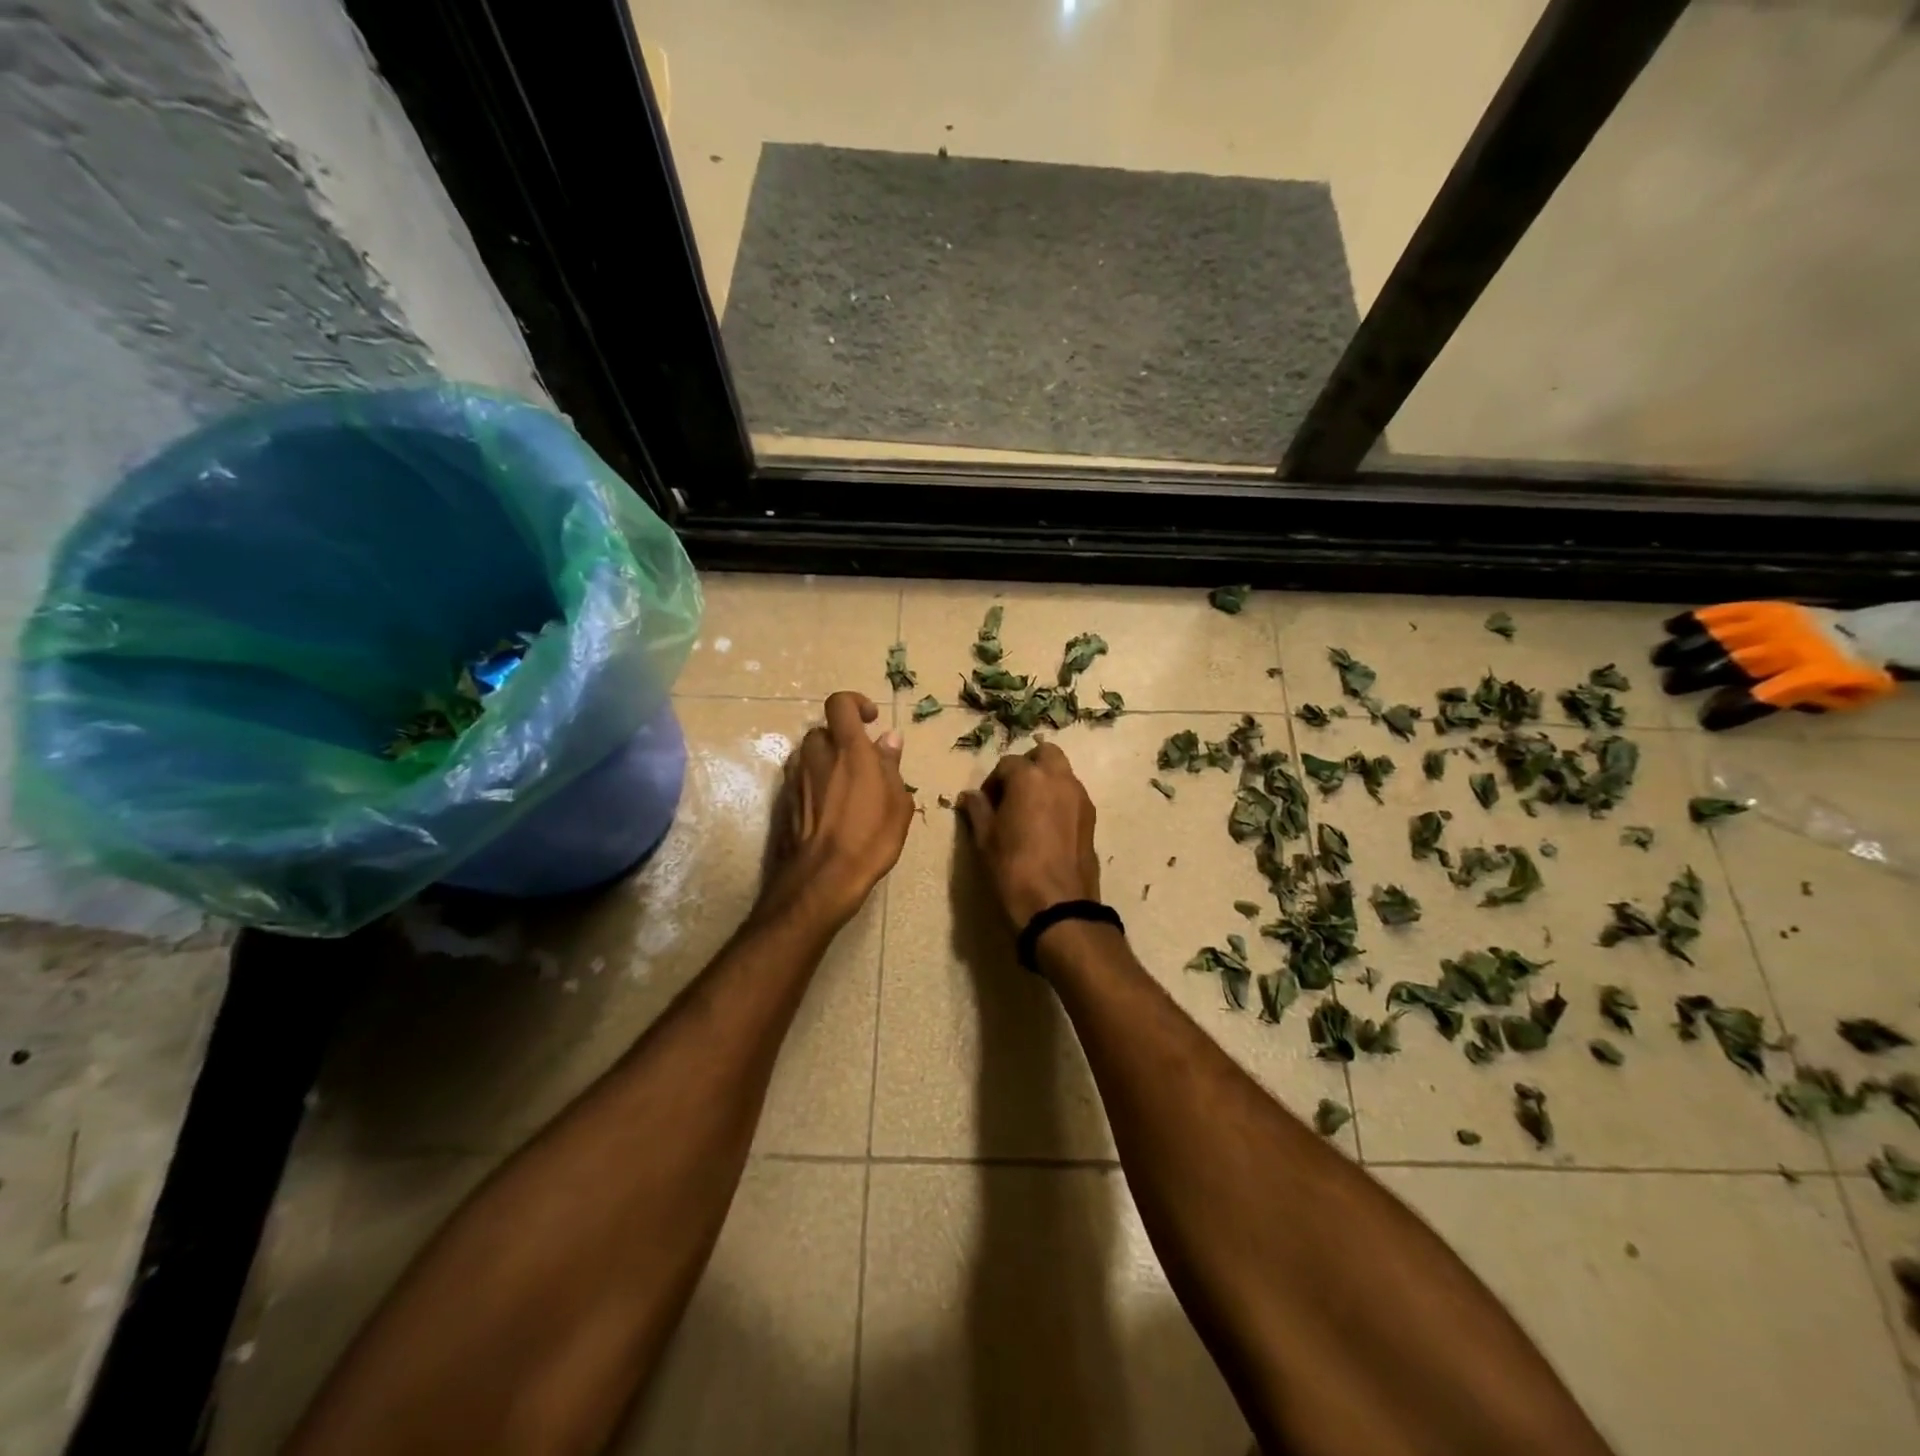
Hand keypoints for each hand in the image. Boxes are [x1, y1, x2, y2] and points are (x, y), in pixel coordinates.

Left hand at [758, 691, 913, 931]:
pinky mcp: (783, 800)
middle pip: (824, 731)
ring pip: (810, 755)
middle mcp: (816, 755)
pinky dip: (815, 783)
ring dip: (826, 762)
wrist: (822, 878)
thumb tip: (889, 738)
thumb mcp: (897, 802)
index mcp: (848, 749)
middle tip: (862, 764)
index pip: (839, 704)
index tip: (870, 720)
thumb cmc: (870, 838)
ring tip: (846, 788)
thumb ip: (891, 765)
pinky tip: (830, 809)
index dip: (854, 703)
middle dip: (841, 740)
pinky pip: (801, 778)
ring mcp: (796, 777)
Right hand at [956, 742, 1099, 928]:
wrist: (1058, 906)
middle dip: (1027, 766)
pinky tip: (1046, 826)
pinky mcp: (1091, 817)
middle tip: (1012, 793)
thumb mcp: (985, 839)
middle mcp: (1059, 778)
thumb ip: (978, 810)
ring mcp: (1080, 797)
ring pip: (1062, 773)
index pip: (1007, 764)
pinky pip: (1072, 795)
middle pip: (1044, 754)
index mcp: (1029, 777)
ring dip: (1045, 781)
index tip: (986, 804)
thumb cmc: (1013, 869)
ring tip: (1029, 811)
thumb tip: (969, 796)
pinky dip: (1059, 799)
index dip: (993, 782)